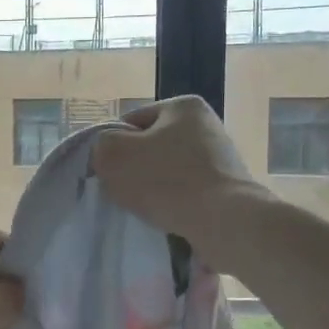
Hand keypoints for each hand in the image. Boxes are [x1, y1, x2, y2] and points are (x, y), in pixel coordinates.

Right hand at [92, 95, 265, 251]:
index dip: (113, 147)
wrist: (223, 222)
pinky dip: (173, 202)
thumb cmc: (166, 181)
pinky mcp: (227, 187)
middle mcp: (206, 125)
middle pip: (150, 147)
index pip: (131, 122)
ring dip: (152, 188)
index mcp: (183, 106)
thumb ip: (101, 145)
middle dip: (134, 168)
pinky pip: (186, 191)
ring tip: (145, 208)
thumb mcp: (114, 155)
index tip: (109, 172)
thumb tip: (108, 154)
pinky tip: (165, 216)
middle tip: (124, 191)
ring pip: (167, 171)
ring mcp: (220, 157)